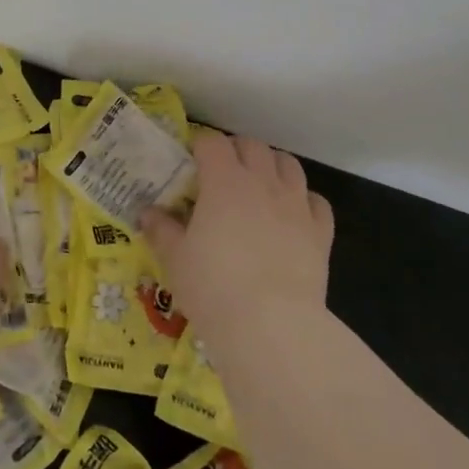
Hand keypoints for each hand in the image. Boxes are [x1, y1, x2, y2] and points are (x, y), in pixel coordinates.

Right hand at [141, 132, 333, 344]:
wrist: (272, 325)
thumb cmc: (214, 287)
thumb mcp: (175, 259)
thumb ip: (161, 230)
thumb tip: (147, 213)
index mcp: (224, 181)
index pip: (212, 143)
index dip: (200, 146)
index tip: (191, 160)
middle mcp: (263, 182)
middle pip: (252, 145)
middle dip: (236, 150)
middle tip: (222, 171)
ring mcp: (296, 205)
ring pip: (288, 165)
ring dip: (271, 166)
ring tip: (259, 185)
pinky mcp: (321, 232)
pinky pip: (316, 201)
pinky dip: (304, 200)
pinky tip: (293, 215)